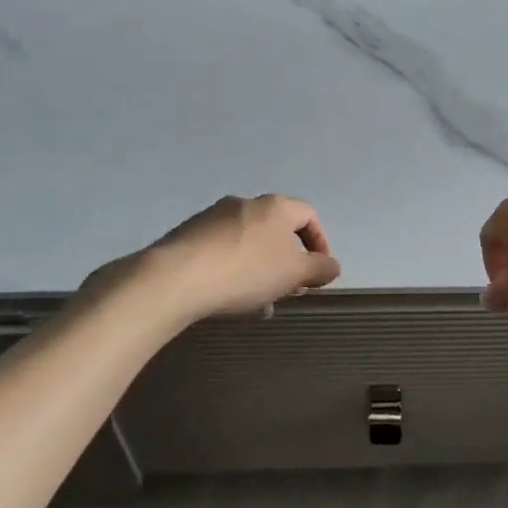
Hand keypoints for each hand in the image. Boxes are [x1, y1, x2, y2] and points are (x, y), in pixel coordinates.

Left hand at [143, 195, 341, 318]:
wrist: (174, 278)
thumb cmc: (246, 272)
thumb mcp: (293, 274)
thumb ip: (319, 269)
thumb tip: (332, 266)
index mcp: (276, 206)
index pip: (308, 216)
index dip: (319, 243)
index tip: (318, 273)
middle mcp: (245, 203)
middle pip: (277, 230)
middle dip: (287, 262)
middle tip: (288, 290)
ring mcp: (212, 217)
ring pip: (249, 243)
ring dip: (260, 270)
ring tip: (258, 303)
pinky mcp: (187, 235)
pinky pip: (222, 251)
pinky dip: (234, 271)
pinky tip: (228, 298)